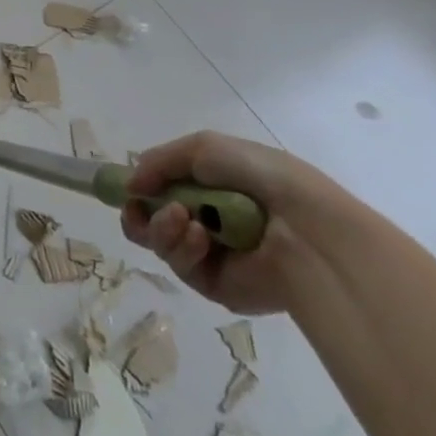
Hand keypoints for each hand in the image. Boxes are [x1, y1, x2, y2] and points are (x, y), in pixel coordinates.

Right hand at [120, 132, 345, 314]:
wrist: (307, 228)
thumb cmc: (259, 177)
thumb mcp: (204, 148)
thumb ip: (160, 162)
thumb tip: (130, 184)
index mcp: (210, 185)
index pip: (162, 188)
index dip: (140, 188)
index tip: (127, 188)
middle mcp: (206, 219)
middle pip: (151, 220)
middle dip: (142, 212)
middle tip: (139, 207)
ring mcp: (211, 254)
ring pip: (161, 243)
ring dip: (162, 227)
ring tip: (182, 218)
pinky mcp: (216, 286)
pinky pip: (181, 267)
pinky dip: (184, 249)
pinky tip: (201, 238)